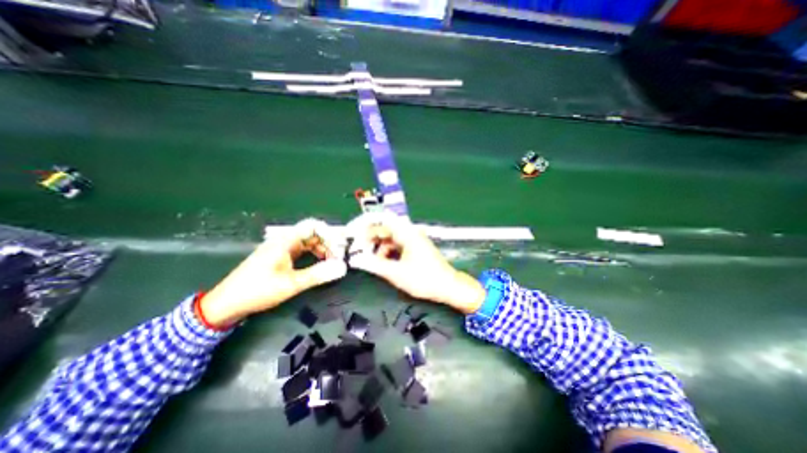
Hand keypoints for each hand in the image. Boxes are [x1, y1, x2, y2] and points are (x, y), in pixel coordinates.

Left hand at [200, 217, 347, 326]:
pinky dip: (312, 255)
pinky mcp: (278, 257)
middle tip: (339, 257)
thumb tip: (342, 268)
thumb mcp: (291, 284)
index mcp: (285, 241)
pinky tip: (318, 264)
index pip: (313, 226)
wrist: (226, 304)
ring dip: (321, 249)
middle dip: (328, 243)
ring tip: (331, 262)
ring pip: (307, 242)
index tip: (341, 247)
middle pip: (312, 234)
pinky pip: (301, 250)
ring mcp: (280, 249)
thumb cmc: (258, 290)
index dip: (329, 233)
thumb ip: (318, 274)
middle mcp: (283, 241)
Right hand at [347, 212, 483, 315]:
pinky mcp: (415, 247)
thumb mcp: (396, 273)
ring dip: (379, 248)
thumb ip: (374, 265)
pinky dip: (388, 252)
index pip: (382, 220)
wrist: (448, 286)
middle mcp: (410, 232)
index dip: (365, 223)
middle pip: (385, 229)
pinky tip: (385, 264)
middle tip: (359, 252)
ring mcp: (413, 239)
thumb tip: (356, 260)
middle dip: (370, 239)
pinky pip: (397, 245)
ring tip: (373, 262)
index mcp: (406, 233)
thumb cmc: (424, 279)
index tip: (353, 232)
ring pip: (390, 238)